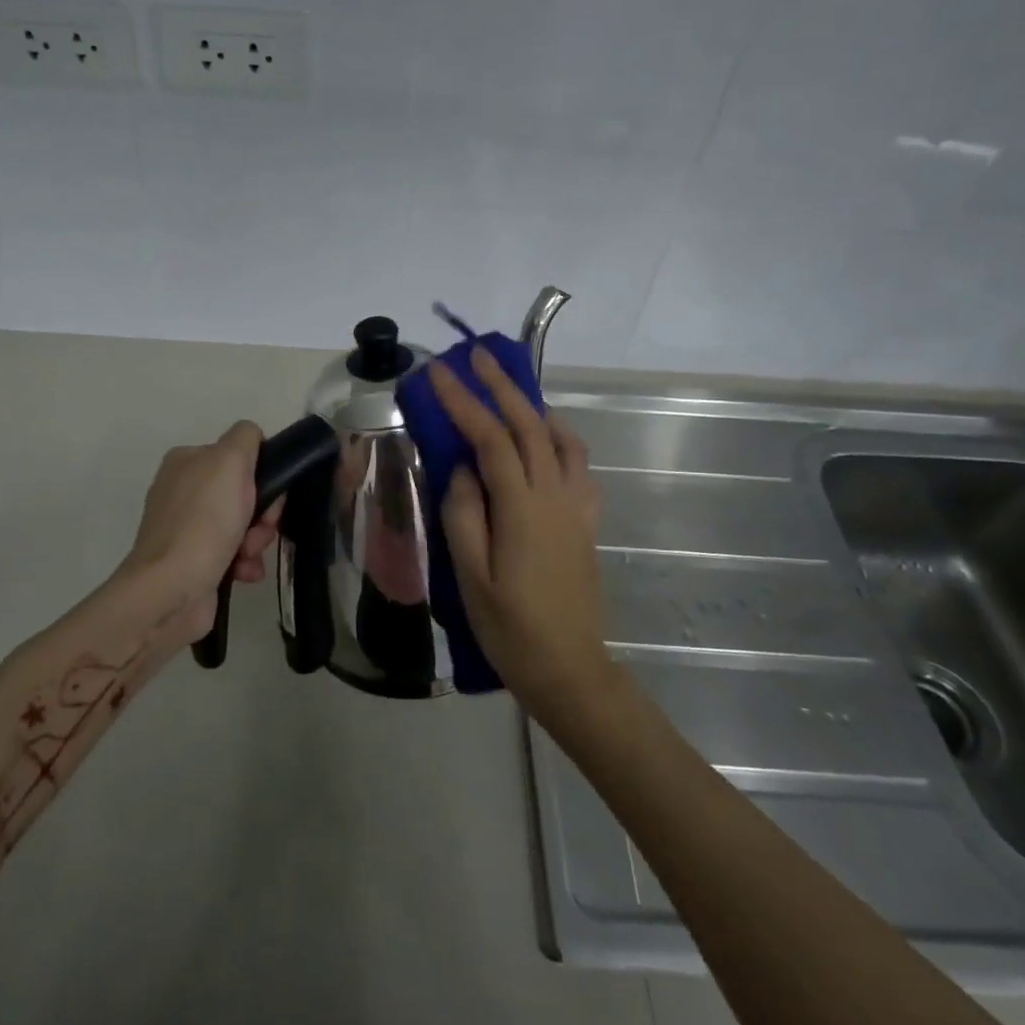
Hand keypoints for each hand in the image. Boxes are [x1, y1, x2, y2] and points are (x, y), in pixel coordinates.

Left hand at [118, 422, 281, 640]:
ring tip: (247, 556)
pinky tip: (243, 572)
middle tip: (260, 529)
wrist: (171, 590)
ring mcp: (186, 528)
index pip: (240, 455)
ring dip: (256, 540)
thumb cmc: (204, 521)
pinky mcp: (193, 562)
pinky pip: (233, 554)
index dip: (262, 475)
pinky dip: (244, 562)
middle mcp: (183, 490)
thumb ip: (245, 438)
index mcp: (187, 461)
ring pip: (243, 524)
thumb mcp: (230, 461)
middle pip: (244, 492)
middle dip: (261, 514)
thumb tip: (253, 439)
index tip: (269, 494)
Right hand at [426, 348, 608, 719]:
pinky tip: (544, 444)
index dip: (463, 401)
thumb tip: (462, 469)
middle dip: (501, 385)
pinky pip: (577, 465)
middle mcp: (555, 495)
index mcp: (522, 506)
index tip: (438, 372)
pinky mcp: (586, 521)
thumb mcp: (470, 576)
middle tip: (476, 355)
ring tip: (509, 392)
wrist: (570, 669)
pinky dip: (559, 439)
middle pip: (529, 425)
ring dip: (534, 406)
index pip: (489, 438)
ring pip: (561, 439)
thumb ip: (463, 514)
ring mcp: (576, 506)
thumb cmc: (510, 628)